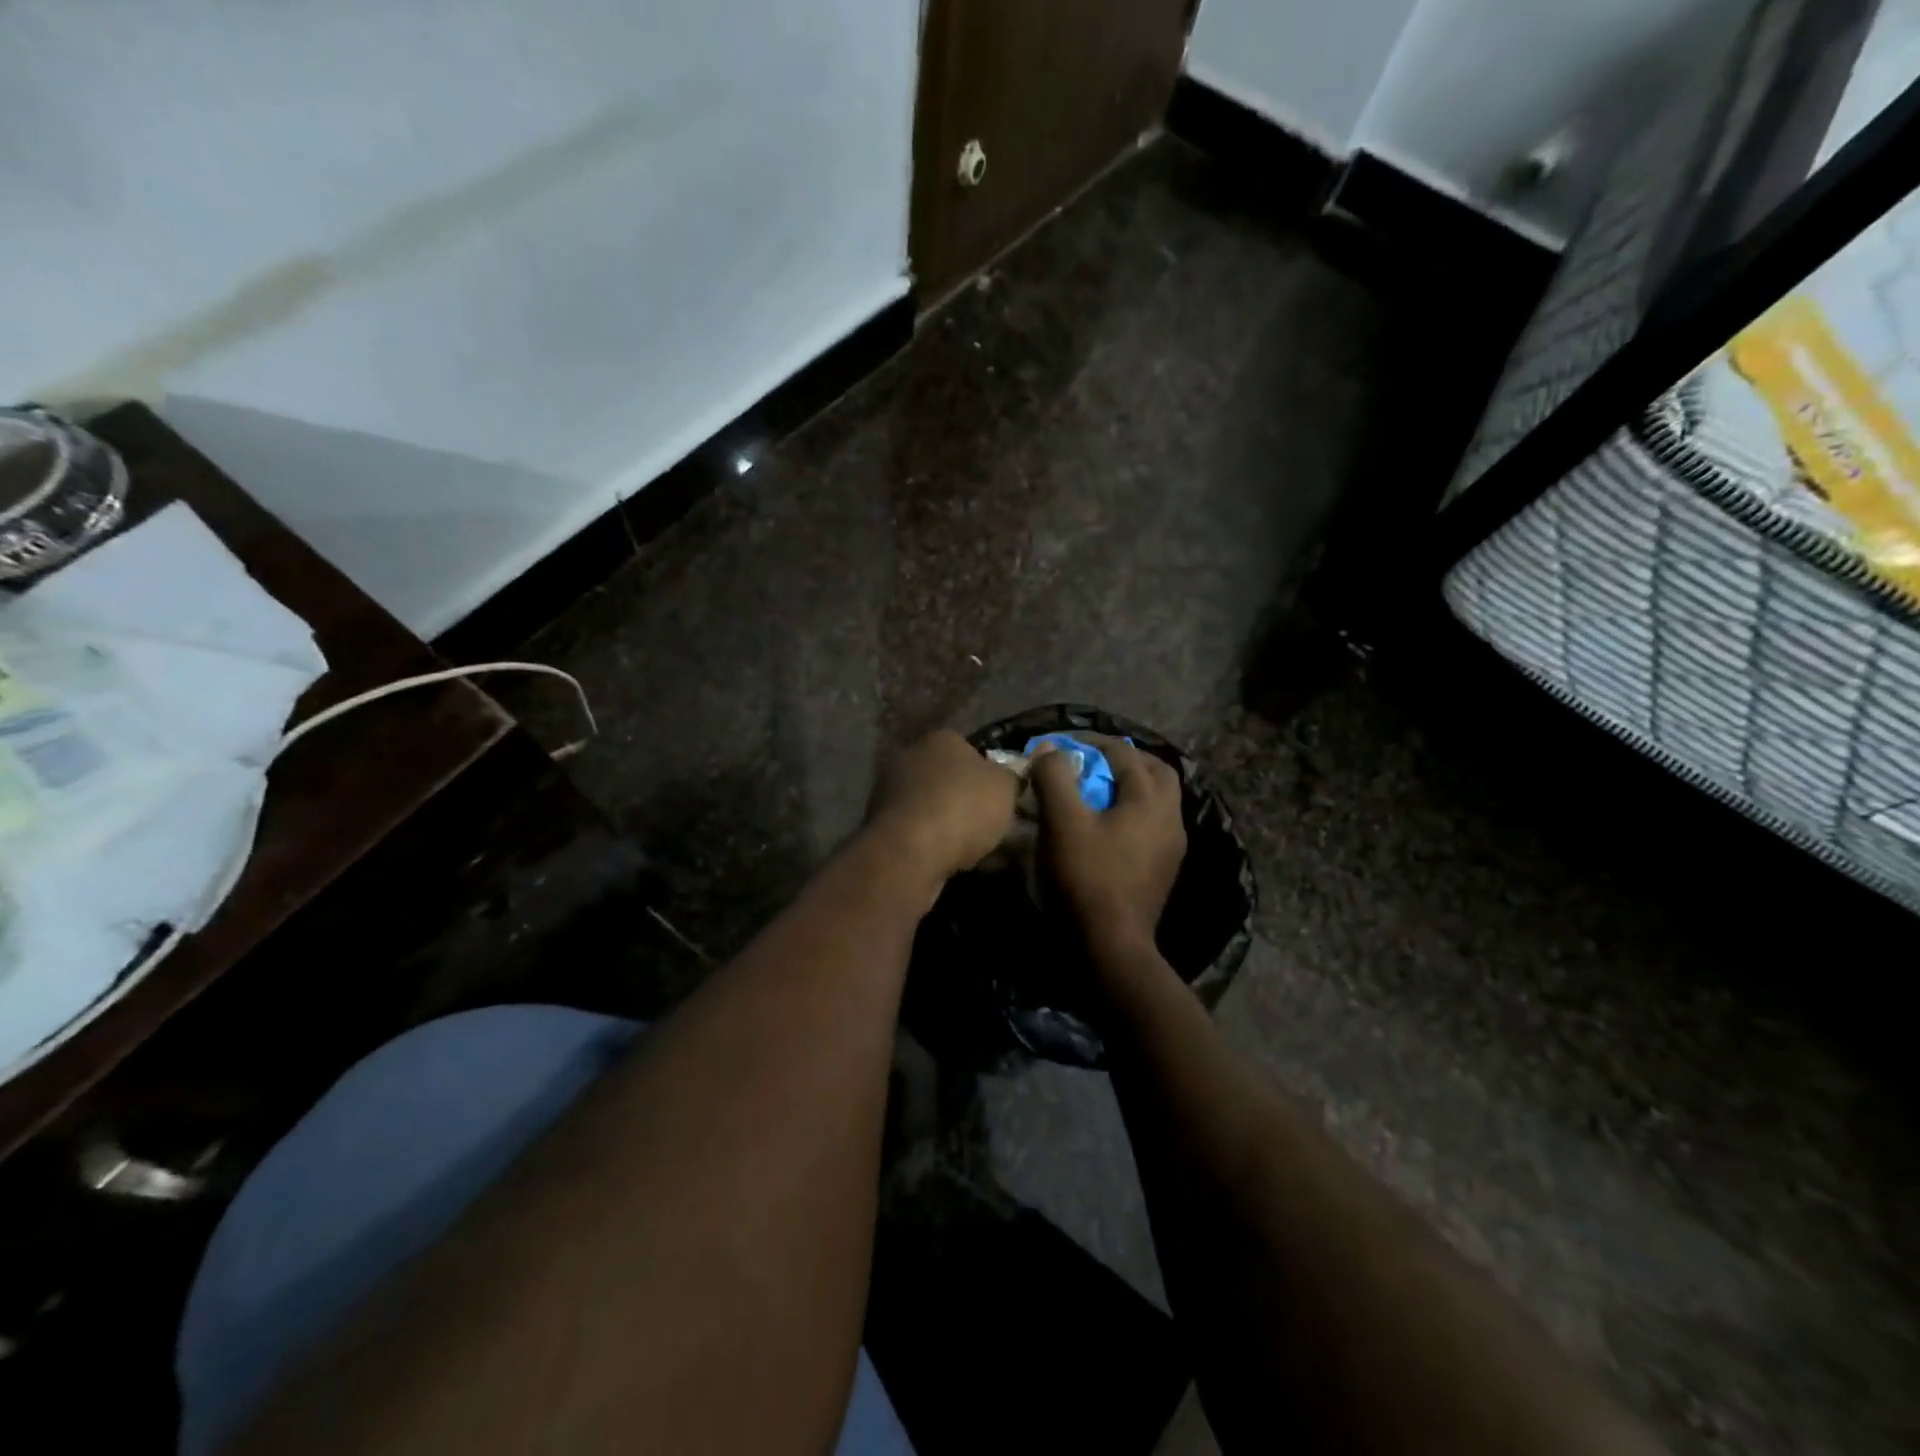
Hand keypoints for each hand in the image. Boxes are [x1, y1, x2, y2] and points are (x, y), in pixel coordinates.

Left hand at [866, 730, 1018, 891]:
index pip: (970, 749)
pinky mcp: (877, 821)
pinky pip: (914, 829)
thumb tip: (1010, 772)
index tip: (1000, 798)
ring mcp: (888, 788)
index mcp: (941, 738)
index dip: (988, 774)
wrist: (910, 851)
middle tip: (987, 824)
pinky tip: (944, 859)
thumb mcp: (1006, 788)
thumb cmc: (964, 808)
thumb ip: (1011, 775)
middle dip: (963, 798)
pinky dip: (928, 840)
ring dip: (945, 821)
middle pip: (946, 776)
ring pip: (929, 804)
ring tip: (968, 848)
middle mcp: (910, 756)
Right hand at [1031, 734, 1185, 953]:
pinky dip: (1131, 812)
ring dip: (1130, 786)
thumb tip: (1049, 749)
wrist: (1111, 947)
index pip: (1124, 753)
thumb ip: (1055, 777)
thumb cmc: (1086, 878)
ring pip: (1157, 800)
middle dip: (1124, 759)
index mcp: (1150, 800)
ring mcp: (1172, 847)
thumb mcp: (1062, 822)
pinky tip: (1107, 826)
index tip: (1060, 744)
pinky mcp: (1163, 870)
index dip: (1090, 742)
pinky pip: (1152, 825)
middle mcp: (1170, 818)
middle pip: (1155, 771)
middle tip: (1091, 761)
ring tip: (1096, 791)